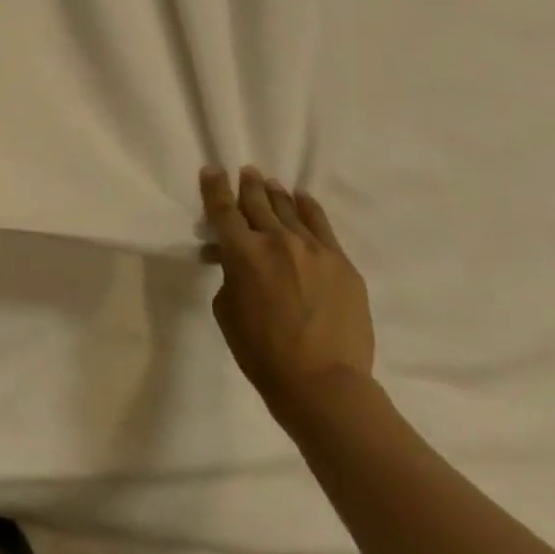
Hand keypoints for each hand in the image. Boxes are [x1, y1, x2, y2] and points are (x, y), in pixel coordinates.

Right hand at [201, 166, 374, 426]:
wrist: (324, 383)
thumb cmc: (261, 350)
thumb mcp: (226, 307)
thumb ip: (229, 273)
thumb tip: (234, 259)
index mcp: (242, 253)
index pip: (223, 208)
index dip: (214, 186)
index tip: (211, 170)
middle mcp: (277, 242)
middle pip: (258, 202)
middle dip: (248, 185)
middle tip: (246, 172)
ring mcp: (314, 251)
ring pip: (290, 210)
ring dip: (276, 194)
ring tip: (271, 183)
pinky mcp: (342, 265)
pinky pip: (322, 227)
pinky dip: (309, 210)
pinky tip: (303, 200)